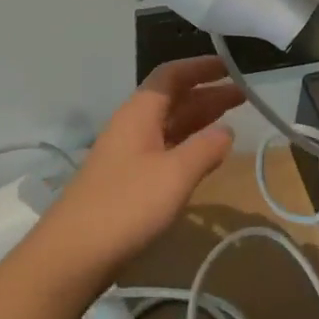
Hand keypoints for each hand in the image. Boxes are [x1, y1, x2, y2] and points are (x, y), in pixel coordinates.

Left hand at [38, 56, 241, 283]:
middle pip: (172, 99)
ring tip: (232, 119)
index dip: (199, 68)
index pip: (170, 76)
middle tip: (243, 95)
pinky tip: (204, 155)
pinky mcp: (128, 178)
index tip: (229, 66)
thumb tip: (227, 130)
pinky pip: (164, 147)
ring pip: (169, 124)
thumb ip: (204, 149)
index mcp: (139, 112)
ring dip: (199, 119)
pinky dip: (187, 144)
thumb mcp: (174, 175)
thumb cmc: (127, 205)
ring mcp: (128, 152)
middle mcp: (132, 124)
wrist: (74, 252)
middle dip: (206, 94)